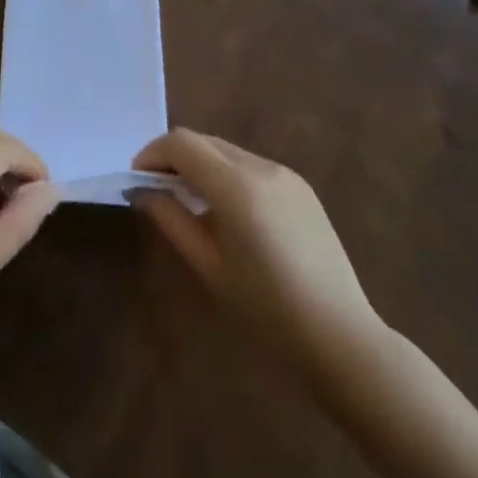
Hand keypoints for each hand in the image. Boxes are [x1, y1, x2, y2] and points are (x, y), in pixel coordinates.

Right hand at [132, 128, 383, 372]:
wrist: (340, 336)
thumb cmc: (266, 309)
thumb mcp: (208, 266)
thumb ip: (171, 219)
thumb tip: (142, 190)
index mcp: (236, 185)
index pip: (181, 143)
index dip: (153, 153)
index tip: (138, 180)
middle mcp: (261, 166)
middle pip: (204, 141)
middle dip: (174, 158)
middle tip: (157, 191)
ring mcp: (285, 174)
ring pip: (227, 151)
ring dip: (201, 165)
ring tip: (190, 203)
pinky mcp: (301, 187)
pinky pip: (252, 167)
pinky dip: (228, 175)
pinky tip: (229, 214)